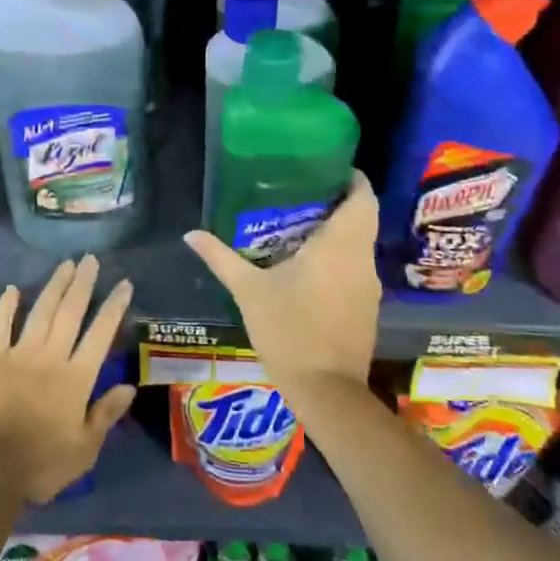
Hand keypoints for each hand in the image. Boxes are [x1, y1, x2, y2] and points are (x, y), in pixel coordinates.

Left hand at [0, 255, 136, 504]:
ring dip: (54, 286)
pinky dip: (6, 306)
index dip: (114, 307)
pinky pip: (0, 325)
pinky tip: (12, 289)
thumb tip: (129, 387)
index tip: (124, 283)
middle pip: (71, 312)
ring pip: (41, 311)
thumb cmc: (40, 464)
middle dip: (83, 284)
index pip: (101, 334)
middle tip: (91, 259)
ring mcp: (19, 353)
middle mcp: (51, 356)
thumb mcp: (84, 449)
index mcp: (77, 377)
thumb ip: (105, 415)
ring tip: (65, 264)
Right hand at [182, 171, 381, 405]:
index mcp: (340, 245)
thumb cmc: (288, 331)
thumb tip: (191, 234)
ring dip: (339, 230)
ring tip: (301, 224)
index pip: (362, 197)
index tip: (325, 168)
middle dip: (338, 202)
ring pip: (360, 243)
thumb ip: (221, 258)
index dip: (350, 178)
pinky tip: (310, 264)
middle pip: (362, 217)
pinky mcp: (368, 307)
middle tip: (303, 193)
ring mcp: (369, 285)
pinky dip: (340, 256)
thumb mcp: (249, 291)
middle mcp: (361, 259)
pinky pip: (357, 267)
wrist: (326, 391)